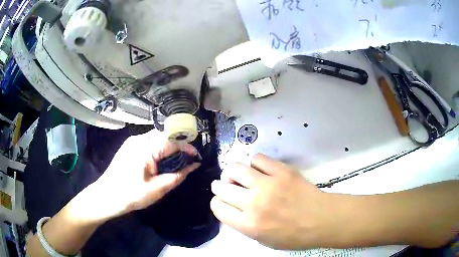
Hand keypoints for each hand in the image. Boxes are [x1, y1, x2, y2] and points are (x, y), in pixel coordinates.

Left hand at [86, 129, 200, 220]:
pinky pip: (148, 141)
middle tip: (186, 160)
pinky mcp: (129, 146)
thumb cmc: (131, 195)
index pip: (172, 140)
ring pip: (156, 136)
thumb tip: (193, 165)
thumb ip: (177, 176)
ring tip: (175, 161)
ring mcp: (132, 141)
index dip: (187, 147)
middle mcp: (139, 139)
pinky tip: (159, 160)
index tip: (197, 157)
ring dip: (168, 146)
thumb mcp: (158, 189)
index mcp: (146, 148)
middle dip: (178, 145)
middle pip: (165, 134)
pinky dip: (158, 147)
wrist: (106, 196)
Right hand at [210, 154, 336, 249]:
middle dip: (220, 186)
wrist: (321, 219)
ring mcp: (268, 184)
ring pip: (235, 168)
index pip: (218, 207)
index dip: (217, 203)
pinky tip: (260, 170)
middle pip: (222, 187)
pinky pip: (257, 159)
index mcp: (249, 224)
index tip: (223, 201)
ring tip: (240, 176)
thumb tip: (232, 208)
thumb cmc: (293, 235)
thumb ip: (243, 225)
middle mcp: (254, 203)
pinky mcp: (282, 171)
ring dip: (233, 173)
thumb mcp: (263, 240)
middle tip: (225, 185)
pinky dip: (254, 164)